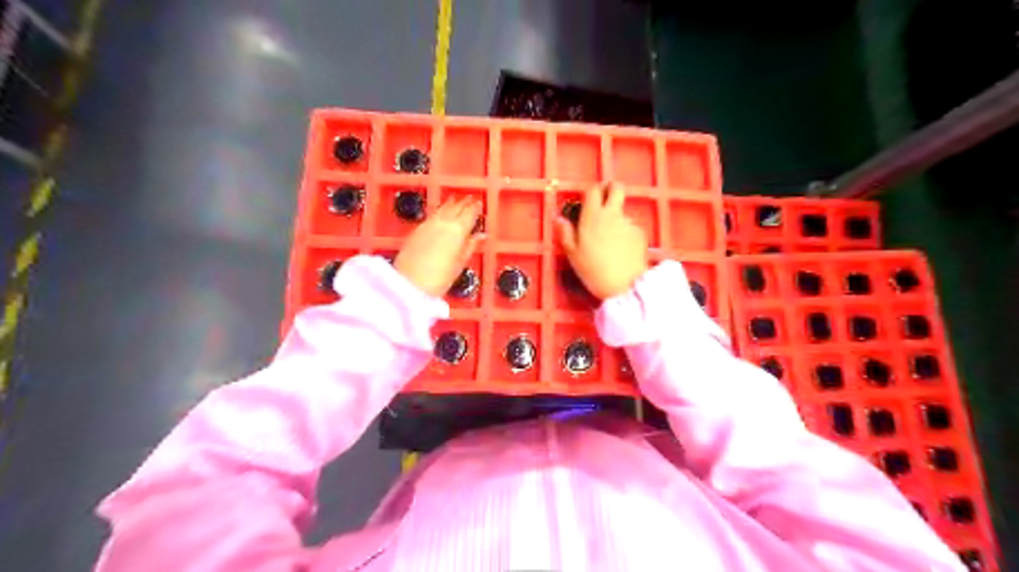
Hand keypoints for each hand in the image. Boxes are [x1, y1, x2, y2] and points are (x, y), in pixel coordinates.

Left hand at [392, 198, 482, 295]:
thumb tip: (481, 235)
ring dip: (451, 203)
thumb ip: (470, 246)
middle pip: (455, 208)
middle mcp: (443, 223)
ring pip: (442, 209)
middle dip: (464, 203)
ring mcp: (428, 224)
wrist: (409, 283)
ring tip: (456, 199)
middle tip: (470, 198)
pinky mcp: (417, 229)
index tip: (480, 203)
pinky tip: (440, 211)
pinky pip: (432, 214)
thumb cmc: (440, 278)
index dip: (475, 208)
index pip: (469, 214)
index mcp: (458, 230)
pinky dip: (439, 210)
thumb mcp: (459, 264)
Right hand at [555, 184, 648, 299]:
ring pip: (622, 211)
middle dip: (611, 189)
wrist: (624, 285)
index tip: (589, 198)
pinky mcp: (640, 233)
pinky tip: (622, 250)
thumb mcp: (572, 254)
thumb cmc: (593, 270)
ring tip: (610, 241)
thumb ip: (565, 233)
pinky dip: (625, 233)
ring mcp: (629, 222)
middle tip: (605, 200)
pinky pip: (630, 227)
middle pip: (616, 188)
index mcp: (592, 216)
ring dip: (616, 218)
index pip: (593, 189)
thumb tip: (560, 218)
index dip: (592, 190)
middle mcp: (612, 213)